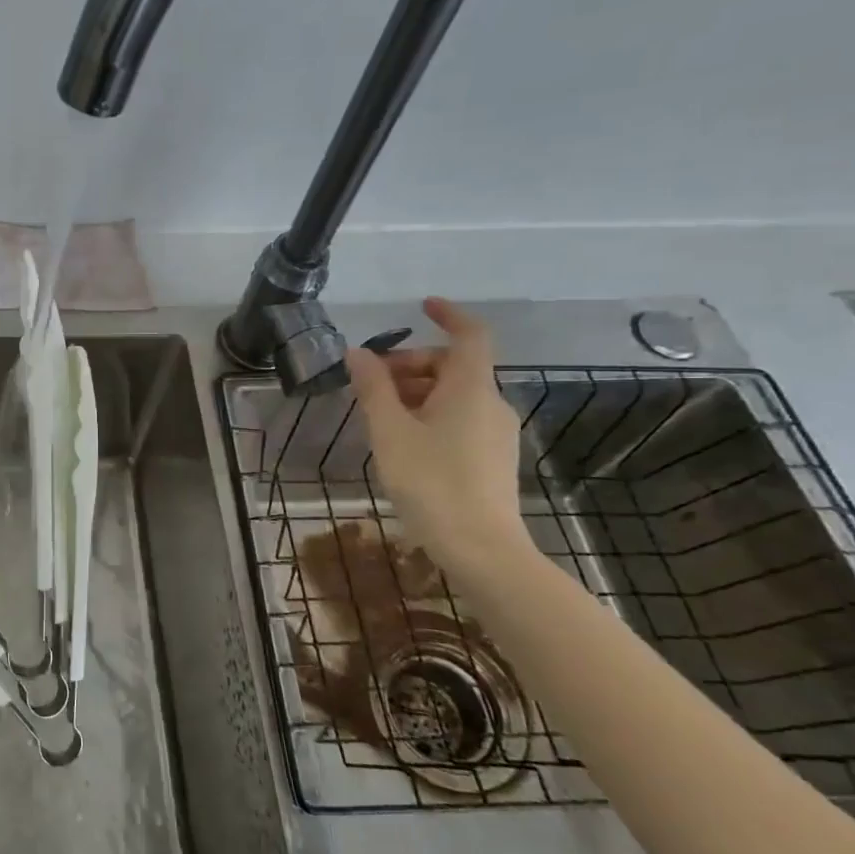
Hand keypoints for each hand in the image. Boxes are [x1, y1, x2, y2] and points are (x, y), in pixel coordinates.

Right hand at [344, 298, 527, 574]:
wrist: (480, 548)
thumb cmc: (431, 482)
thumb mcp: (390, 432)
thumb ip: (373, 388)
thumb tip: (359, 354)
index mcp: (470, 388)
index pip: (470, 335)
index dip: (448, 314)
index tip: (421, 306)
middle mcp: (490, 403)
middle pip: (453, 366)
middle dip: (411, 365)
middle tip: (370, 383)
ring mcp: (495, 432)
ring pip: (454, 394)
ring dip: (416, 392)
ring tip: (378, 416)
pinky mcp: (493, 457)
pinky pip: (459, 418)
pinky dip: (429, 414)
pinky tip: (402, 441)